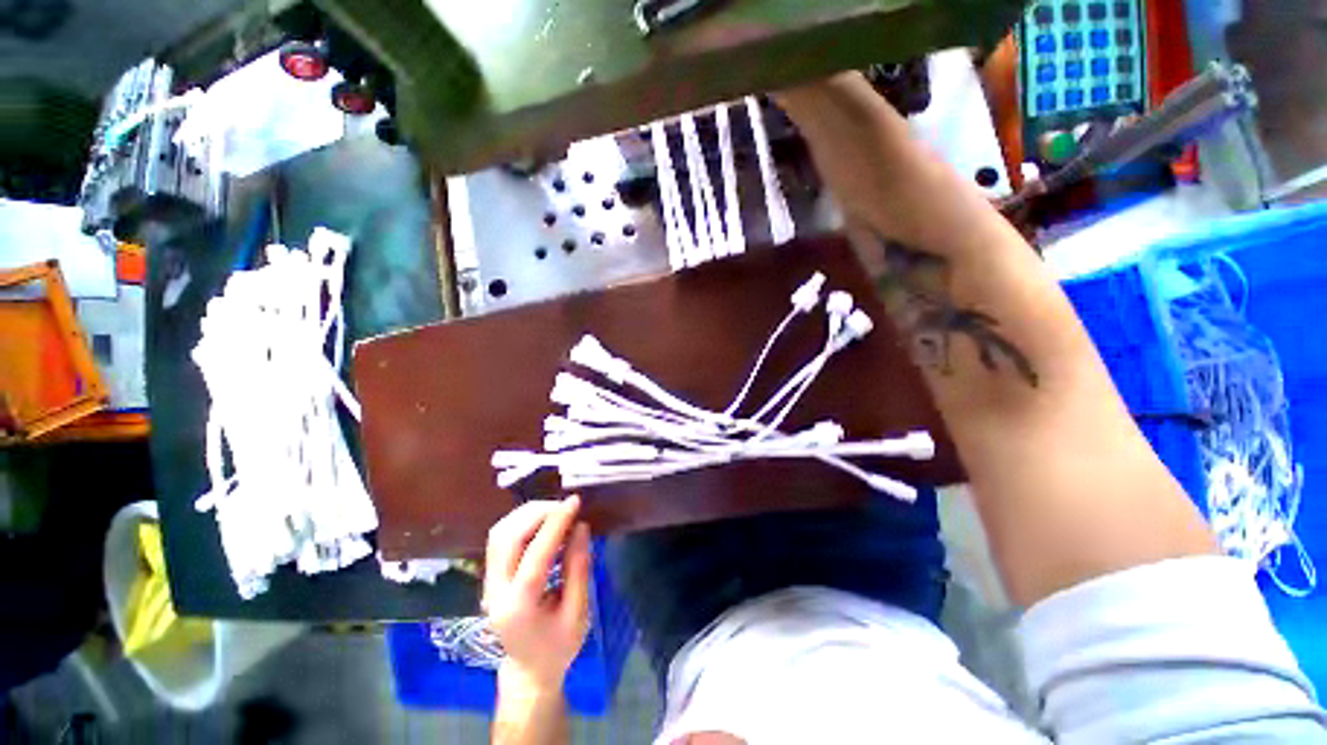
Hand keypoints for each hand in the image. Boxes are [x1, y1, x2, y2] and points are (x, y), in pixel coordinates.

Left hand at [484, 496, 591, 690]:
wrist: (528, 671)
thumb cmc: (558, 647)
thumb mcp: (578, 613)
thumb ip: (579, 568)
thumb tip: (581, 527)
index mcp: (519, 608)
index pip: (535, 555)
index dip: (556, 523)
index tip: (575, 502)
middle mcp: (496, 592)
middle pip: (507, 537)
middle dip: (538, 513)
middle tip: (566, 507)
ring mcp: (488, 583)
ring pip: (500, 533)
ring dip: (528, 514)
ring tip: (556, 512)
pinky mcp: (491, 576)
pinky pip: (501, 538)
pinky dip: (522, 522)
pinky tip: (543, 522)